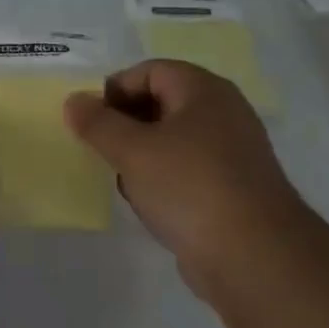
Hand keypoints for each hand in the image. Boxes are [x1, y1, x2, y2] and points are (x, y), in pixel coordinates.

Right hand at [63, 61, 313, 305]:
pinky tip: (149, 205)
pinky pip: (187, 171)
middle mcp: (222, 113)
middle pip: (162, 103)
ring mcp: (231, 152)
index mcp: (203, 90)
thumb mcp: (132, 150)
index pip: (150, 71)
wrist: (254, 256)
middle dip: (125, 125)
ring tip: (124, 180)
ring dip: (142, 156)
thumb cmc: (189, 187)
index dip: (115, 89)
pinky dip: (163, 181)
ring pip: (172, 140)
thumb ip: (98, 123)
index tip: (89, 121)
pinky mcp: (232, 189)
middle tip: (101, 150)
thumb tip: (74, 101)